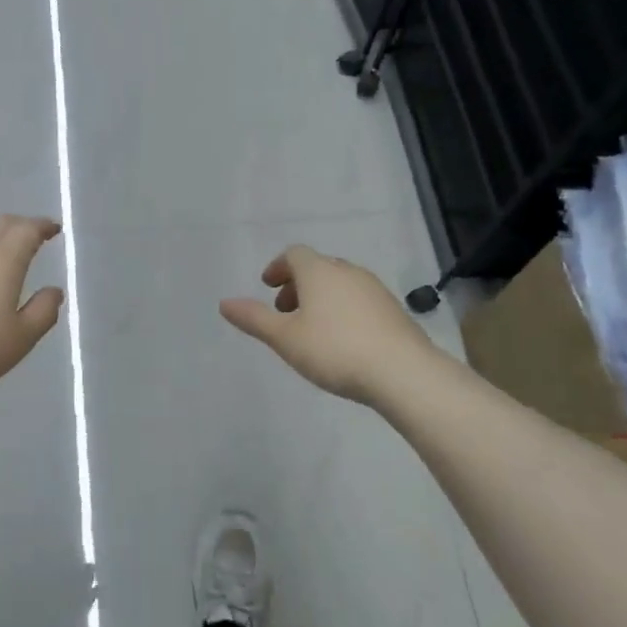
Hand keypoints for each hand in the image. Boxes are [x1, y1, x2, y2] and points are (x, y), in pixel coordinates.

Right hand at [220, 245, 439, 405]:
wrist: (402, 372)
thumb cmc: (334, 350)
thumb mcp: (284, 338)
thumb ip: (254, 319)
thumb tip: (224, 303)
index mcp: (319, 271)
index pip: (294, 254)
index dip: (277, 267)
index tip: (268, 287)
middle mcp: (348, 272)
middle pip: (318, 267)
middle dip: (298, 284)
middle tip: (285, 311)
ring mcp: (375, 289)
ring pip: (340, 283)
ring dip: (321, 297)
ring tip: (311, 328)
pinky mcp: (393, 310)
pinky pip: (359, 300)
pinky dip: (343, 309)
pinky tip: (342, 340)